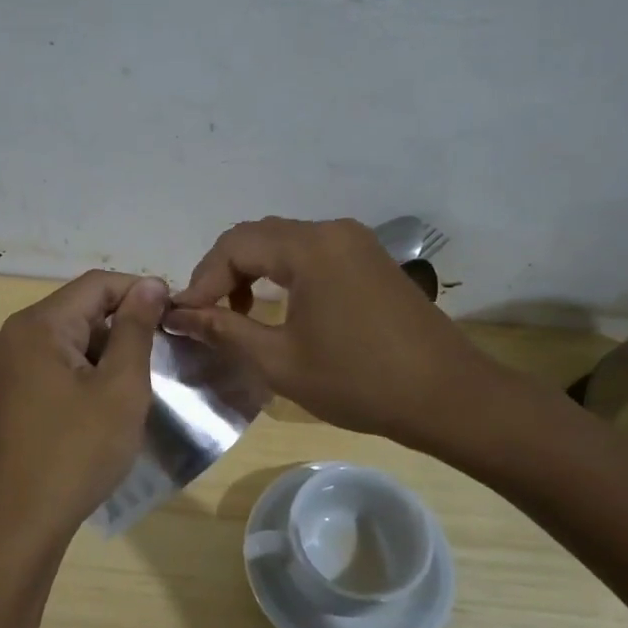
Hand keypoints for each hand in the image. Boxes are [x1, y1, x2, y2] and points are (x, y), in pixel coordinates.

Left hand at [0, 270, 167, 563]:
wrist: (17, 525)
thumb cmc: (76, 453)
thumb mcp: (120, 388)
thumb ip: (135, 330)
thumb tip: (149, 284)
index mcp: (39, 325)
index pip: (97, 284)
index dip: (141, 291)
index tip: (178, 317)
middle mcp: (17, 336)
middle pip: (81, 309)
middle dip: (125, 325)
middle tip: (165, 356)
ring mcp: (9, 368)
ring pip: (71, 340)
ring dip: (108, 353)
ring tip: (141, 383)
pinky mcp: (12, 396)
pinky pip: (56, 366)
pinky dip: (87, 374)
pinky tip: (109, 404)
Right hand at [164, 217, 513, 453]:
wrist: (449, 397)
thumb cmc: (360, 381)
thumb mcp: (280, 361)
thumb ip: (225, 330)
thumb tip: (178, 315)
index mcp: (310, 248)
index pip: (235, 246)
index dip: (202, 280)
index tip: (185, 318)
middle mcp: (333, 231)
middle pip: (258, 237)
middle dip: (223, 273)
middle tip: (205, 316)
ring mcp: (356, 243)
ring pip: (284, 244)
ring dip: (252, 272)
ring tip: (236, 314)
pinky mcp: (370, 261)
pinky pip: (311, 254)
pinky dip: (282, 274)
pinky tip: (278, 308)